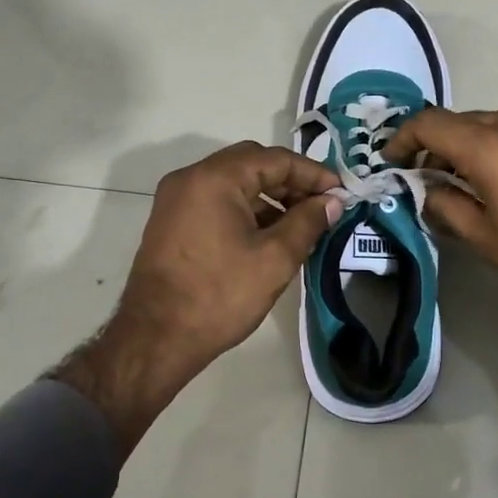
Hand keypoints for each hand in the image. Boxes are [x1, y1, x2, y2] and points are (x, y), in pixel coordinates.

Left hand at [54, 142, 341, 452]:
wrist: (156, 339)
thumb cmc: (219, 295)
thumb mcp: (275, 259)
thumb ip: (308, 222)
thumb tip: (332, 202)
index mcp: (214, 178)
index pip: (275, 159)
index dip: (313, 173)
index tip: (341, 192)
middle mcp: (190, 178)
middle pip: (252, 165)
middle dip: (291, 182)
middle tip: (323, 205)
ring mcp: (176, 200)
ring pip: (234, 184)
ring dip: (269, 197)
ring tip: (302, 224)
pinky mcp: (172, 222)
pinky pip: (216, 202)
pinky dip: (246, 210)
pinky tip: (269, 236)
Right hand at [384, 109, 497, 355]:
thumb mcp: (487, 240)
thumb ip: (447, 208)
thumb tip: (429, 191)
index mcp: (489, 147)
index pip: (430, 123)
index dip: (403, 138)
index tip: (392, 161)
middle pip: (459, 120)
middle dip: (434, 144)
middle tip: (423, 177)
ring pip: (487, 123)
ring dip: (465, 144)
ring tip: (459, 181)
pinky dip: (493, 146)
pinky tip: (496, 179)